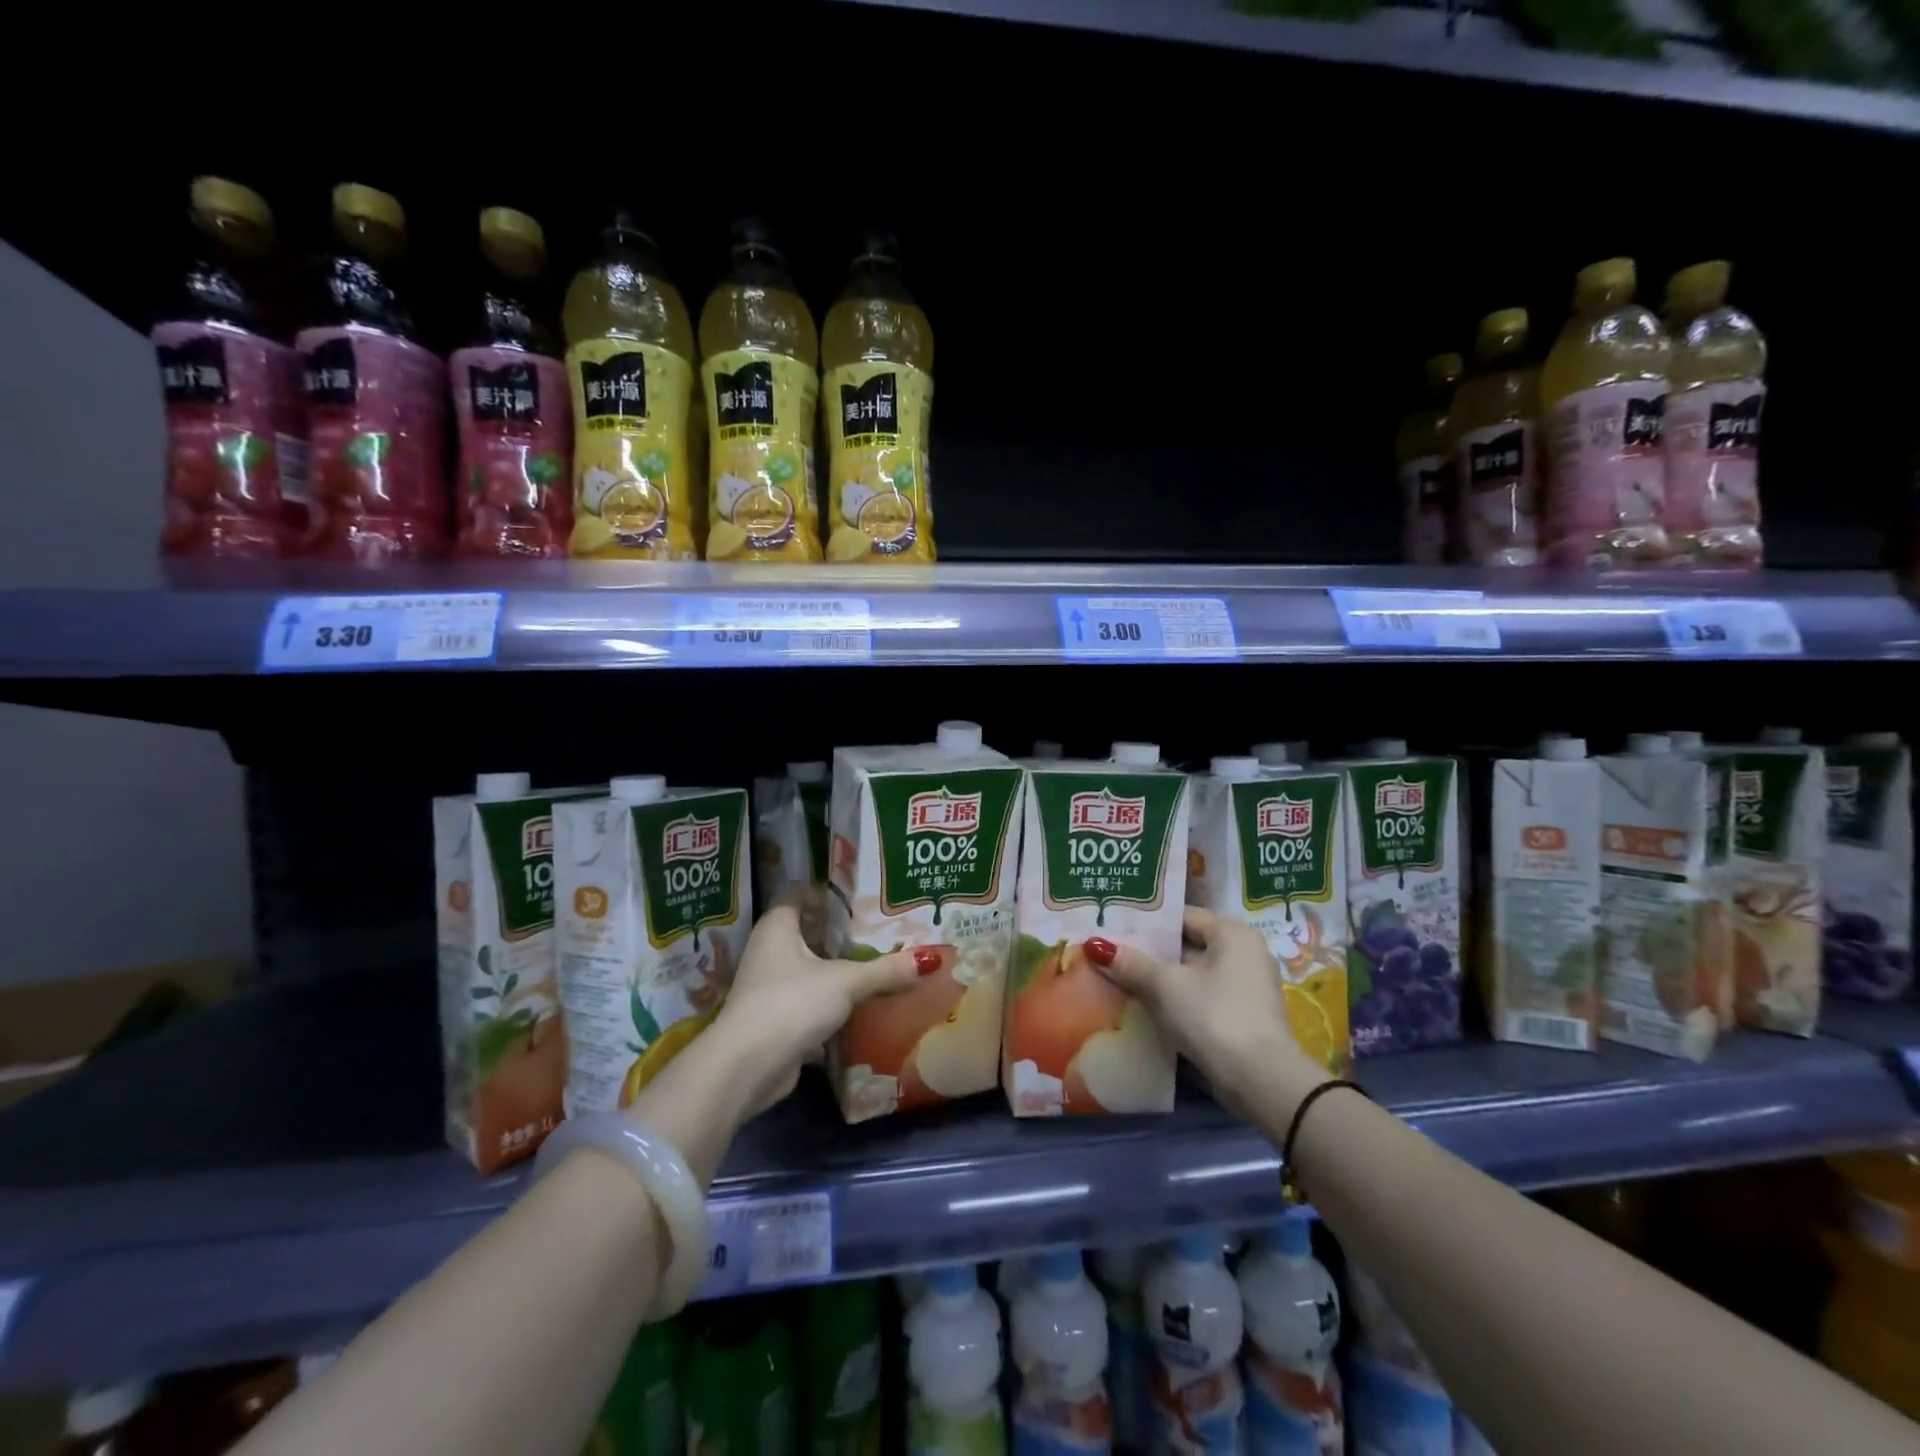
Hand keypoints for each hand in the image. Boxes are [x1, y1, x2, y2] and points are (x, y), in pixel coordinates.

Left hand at [705, 892, 926, 1115]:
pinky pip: (809, 1006)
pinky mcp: (775, 1023)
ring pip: (809, 973)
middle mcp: (768, 953)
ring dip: (837, 974)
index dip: (824, 894)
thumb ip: (885, 971)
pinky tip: (861, 1010)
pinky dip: (831, 1008)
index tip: (857, 900)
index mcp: (777, 928)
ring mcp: (769, 990)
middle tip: (879, 934)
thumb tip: (929, 960)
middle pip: (807, 934)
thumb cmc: (791, 1004)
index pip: (797, 896)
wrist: (746, 1069)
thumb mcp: (846, 982)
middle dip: (840, 936)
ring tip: (878, 969)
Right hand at [1086, 906, 1326, 1122]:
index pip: (1182, 916)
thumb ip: (1131, 963)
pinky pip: (1201, 997)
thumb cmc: (1214, 1017)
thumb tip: (1095, 944)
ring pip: (1192, 974)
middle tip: (1109, 954)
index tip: (1112, 927)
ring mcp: (1246, 988)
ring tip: (1119, 979)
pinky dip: (1176, 1000)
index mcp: (1233, 934)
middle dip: (1150, 953)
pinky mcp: (1242, 1017)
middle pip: (1187, 945)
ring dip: (1160, 979)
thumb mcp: (1165, 987)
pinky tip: (1145, 1008)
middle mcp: (1244, 954)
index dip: (1146, 922)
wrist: (1262, 1083)